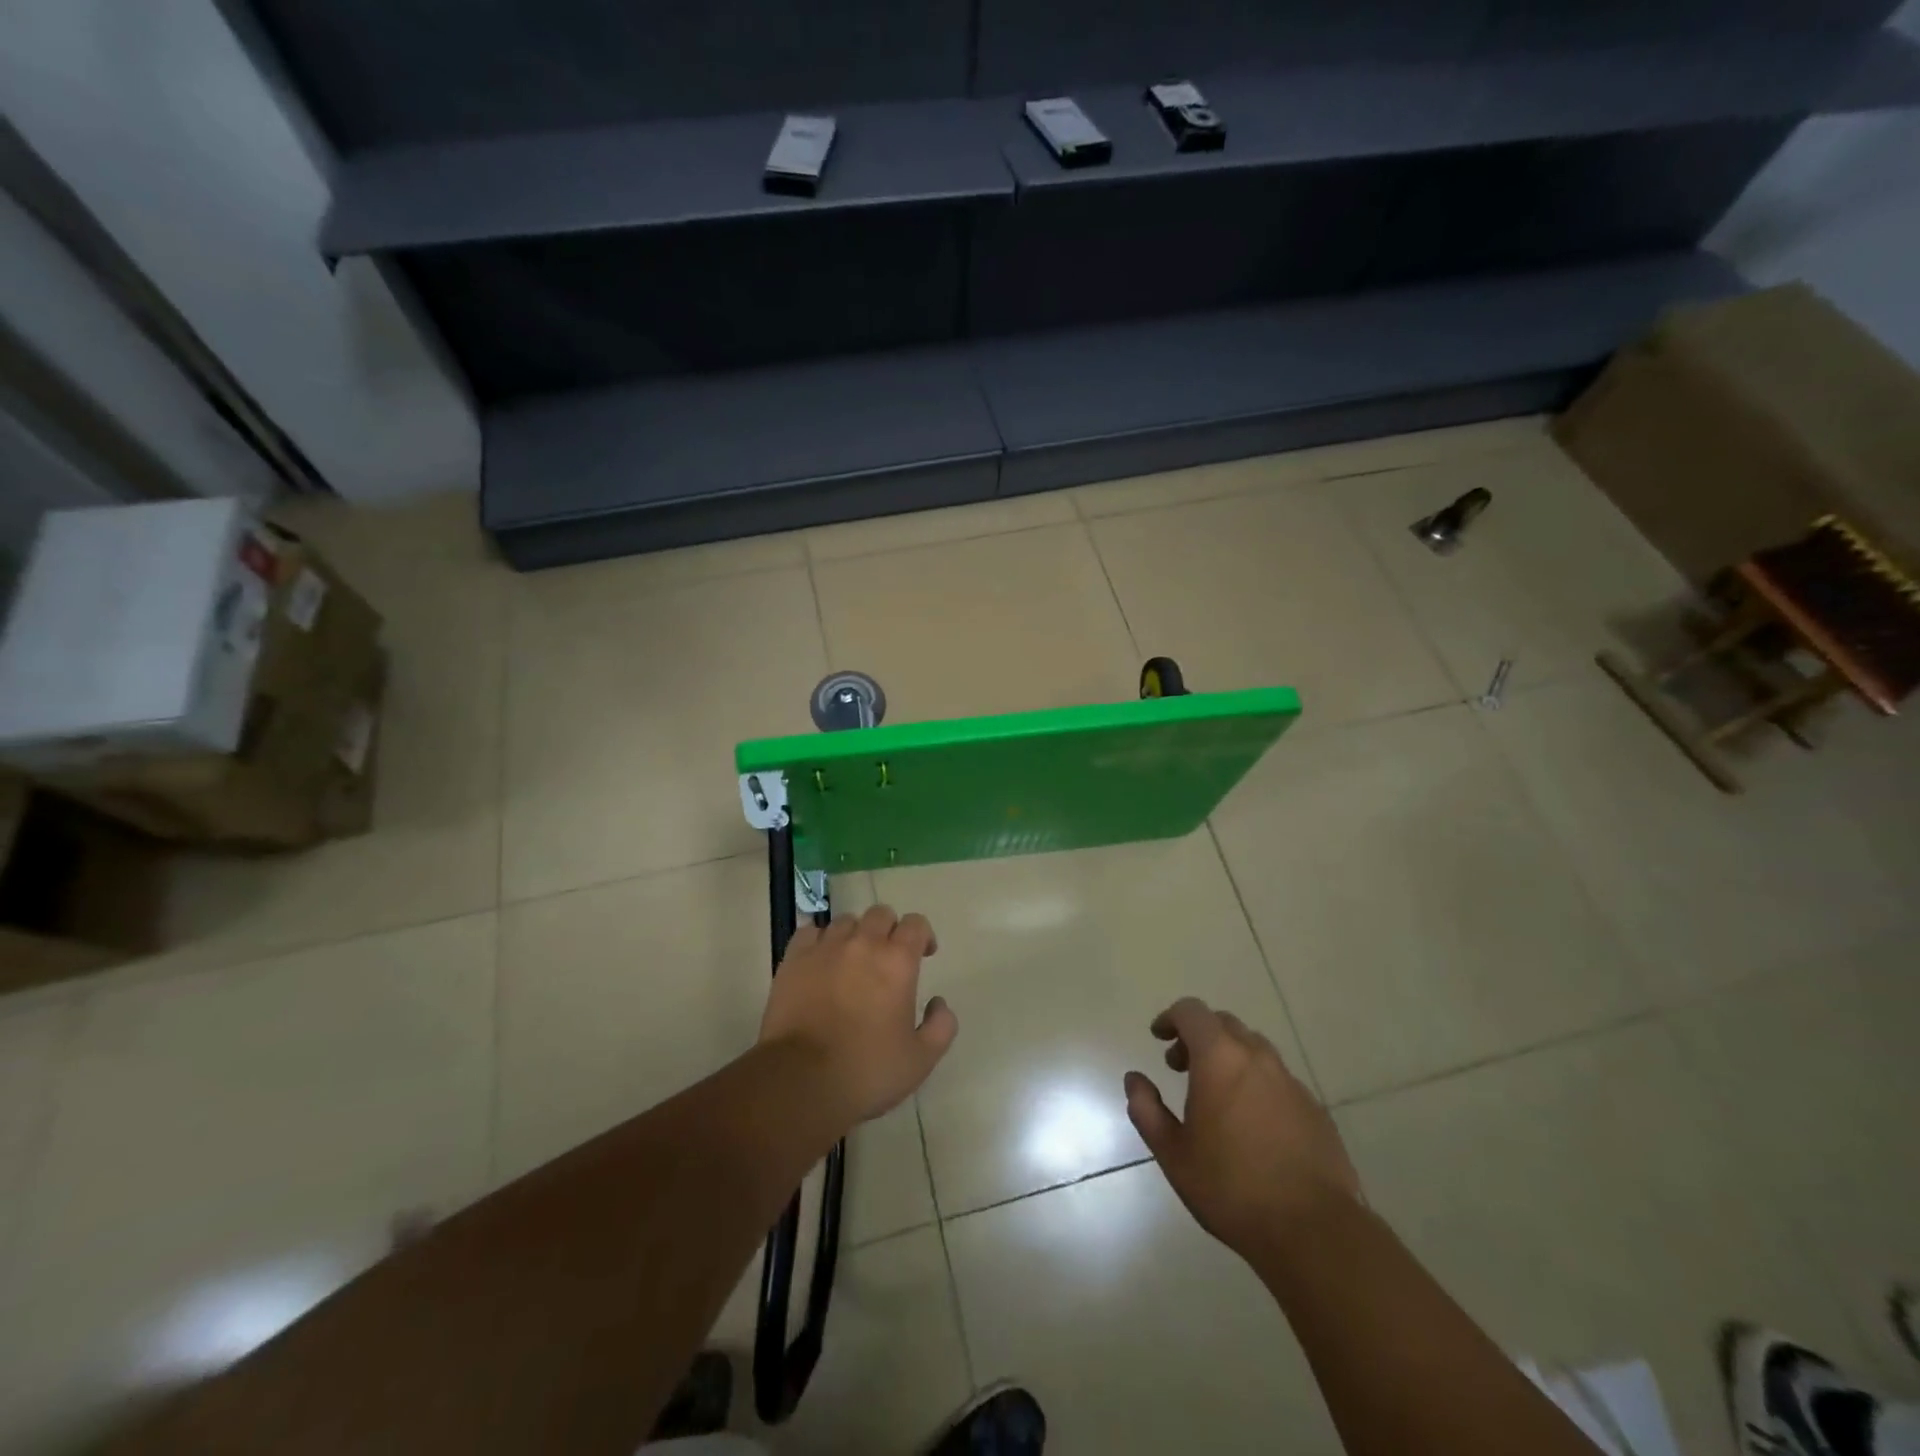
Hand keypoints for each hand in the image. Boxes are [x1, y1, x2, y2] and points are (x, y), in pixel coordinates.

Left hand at [761, 904, 958, 1127]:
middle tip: (887, 958)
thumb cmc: (866, 1071)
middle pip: (880, 914)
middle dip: (889, 930)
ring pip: (845, 921)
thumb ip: (941, 1026)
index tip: (923, 955)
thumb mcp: (920, 1060)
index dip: (923, 935)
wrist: (801, 1081)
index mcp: (897, 961)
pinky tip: (821, 961)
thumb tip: (938, 1003)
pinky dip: (820, 940)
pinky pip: (810, 932)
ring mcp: (825, 948)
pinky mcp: (794, 960)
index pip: (916, 924)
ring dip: (855, 935)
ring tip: (852, 961)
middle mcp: (863, 943)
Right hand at [1124, 997, 1360, 1262]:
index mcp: (1220, 1058)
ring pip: (1254, 1049)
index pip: (1192, 1012)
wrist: (1315, 1231)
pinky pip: (1278, 1079)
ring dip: (1229, 1057)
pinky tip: (1252, 1123)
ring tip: (1216, 1095)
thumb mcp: (1173, 1154)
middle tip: (1181, 1067)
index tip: (1159, 1038)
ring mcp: (1291, 1082)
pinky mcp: (1314, 1109)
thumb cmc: (1232, 1188)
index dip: (1171, 1018)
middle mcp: (1257, 1058)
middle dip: (1198, 1036)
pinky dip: (1256, 1083)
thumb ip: (1147, 1110)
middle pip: (1224, 1024)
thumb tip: (1135, 1080)